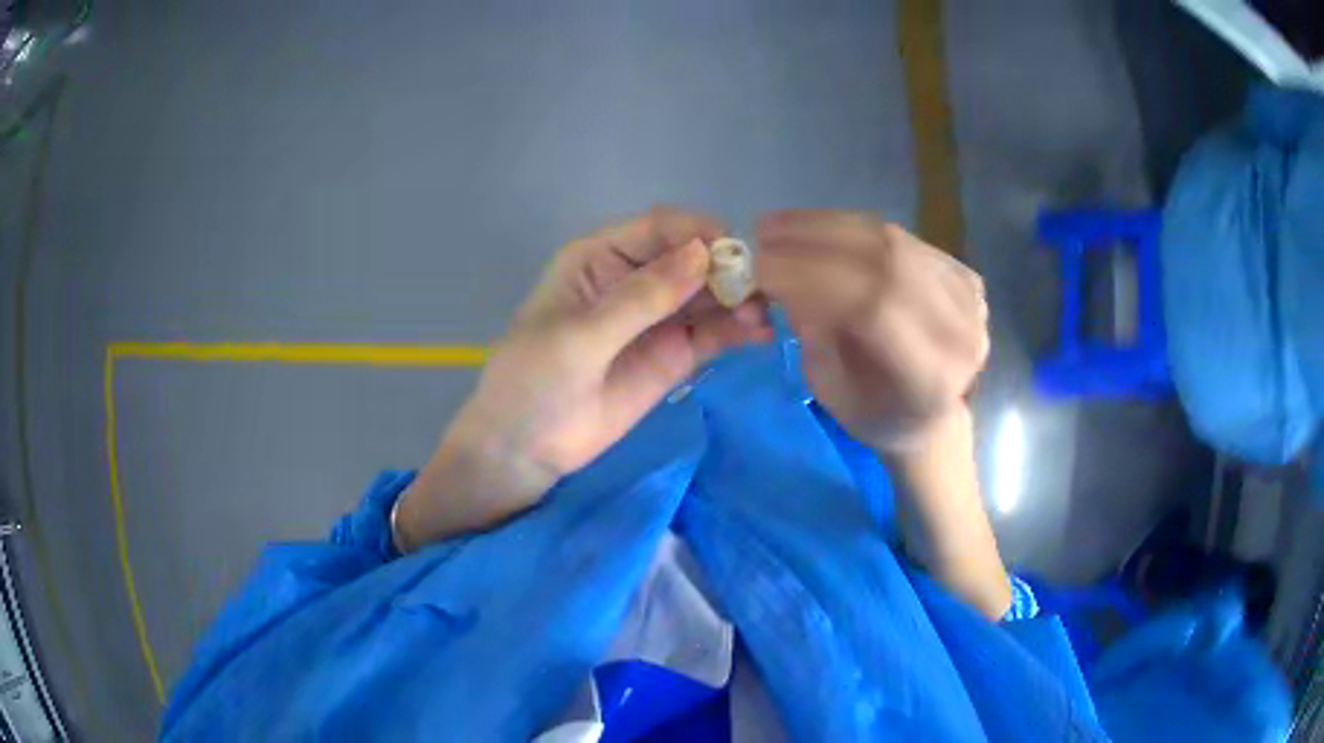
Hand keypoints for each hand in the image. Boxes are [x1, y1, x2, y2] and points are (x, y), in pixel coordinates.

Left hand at [394, 208, 771, 549]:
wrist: (525, 449)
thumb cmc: (535, 382)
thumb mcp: (580, 338)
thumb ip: (640, 299)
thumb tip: (702, 254)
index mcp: (600, 257)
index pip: (659, 228)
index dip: (697, 233)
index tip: (732, 254)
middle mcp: (634, 278)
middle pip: (691, 258)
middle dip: (727, 268)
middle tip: (762, 290)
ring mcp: (657, 318)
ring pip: (708, 295)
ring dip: (739, 299)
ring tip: (766, 315)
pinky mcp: (673, 355)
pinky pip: (711, 333)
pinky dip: (737, 331)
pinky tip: (760, 334)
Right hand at [755, 210, 988, 453]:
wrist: (934, 414)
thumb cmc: (877, 415)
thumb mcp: (833, 392)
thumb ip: (814, 337)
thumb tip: (784, 279)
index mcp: (932, 378)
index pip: (876, 307)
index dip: (814, 278)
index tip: (761, 268)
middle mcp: (961, 332)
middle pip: (887, 263)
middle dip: (814, 242)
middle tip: (762, 235)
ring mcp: (968, 298)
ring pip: (892, 241)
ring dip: (826, 227)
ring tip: (777, 225)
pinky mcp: (963, 274)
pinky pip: (898, 237)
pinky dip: (849, 228)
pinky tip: (812, 228)